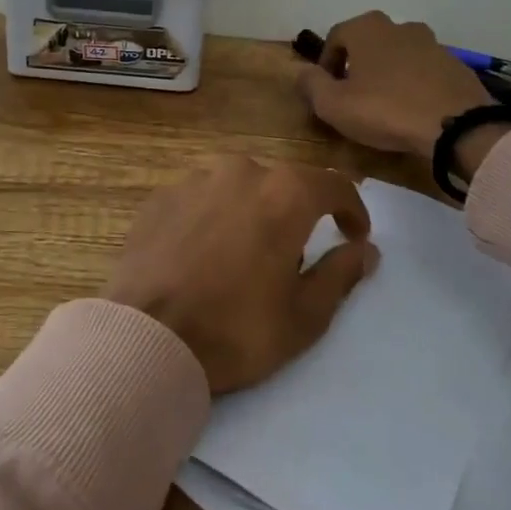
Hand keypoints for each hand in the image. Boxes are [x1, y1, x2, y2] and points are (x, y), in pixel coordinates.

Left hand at [103, 156, 377, 393]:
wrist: (145, 337)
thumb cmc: (235, 329)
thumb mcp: (304, 316)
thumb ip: (340, 274)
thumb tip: (365, 250)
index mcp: (284, 193)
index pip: (333, 184)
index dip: (352, 209)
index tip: (355, 235)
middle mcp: (241, 171)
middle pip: (283, 183)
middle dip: (297, 213)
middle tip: (293, 257)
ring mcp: (195, 179)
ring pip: (239, 186)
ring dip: (252, 211)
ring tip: (244, 255)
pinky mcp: (161, 196)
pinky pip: (202, 198)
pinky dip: (213, 217)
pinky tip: (204, 253)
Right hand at [295, 11, 510, 177]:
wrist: (456, 126)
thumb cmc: (385, 110)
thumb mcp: (333, 104)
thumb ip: (311, 84)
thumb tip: (300, 72)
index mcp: (367, 28)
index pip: (335, 37)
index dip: (325, 64)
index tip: (326, 91)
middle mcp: (399, 26)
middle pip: (368, 43)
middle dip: (357, 66)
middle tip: (353, 97)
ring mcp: (432, 43)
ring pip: (398, 55)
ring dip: (387, 74)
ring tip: (385, 105)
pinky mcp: (455, 64)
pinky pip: (424, 71)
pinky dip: (414, 84)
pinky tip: (413, 110)